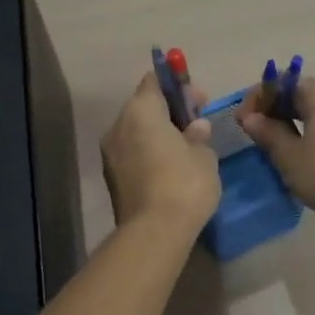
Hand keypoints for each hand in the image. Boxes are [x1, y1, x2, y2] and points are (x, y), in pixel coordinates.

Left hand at [102, 72, 220, 233]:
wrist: (153, 233)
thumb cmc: (184, 183)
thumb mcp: (204, 155)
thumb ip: (198, 135)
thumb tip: (195, 128)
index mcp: (141, 110)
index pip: (154, 81)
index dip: (177, 86)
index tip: (198, 101)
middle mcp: (118, 125)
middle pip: (144, 106)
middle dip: (169, 111)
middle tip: (197, 125)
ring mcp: (110, 153)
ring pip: (136, 131)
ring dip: (158, 134)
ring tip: (185, 150)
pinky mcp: (111, 177)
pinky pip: (132, 153)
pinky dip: (149, 153)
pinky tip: (170, 169)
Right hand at [238, 77, 314, 226]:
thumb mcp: (289, 155)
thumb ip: (268, 132)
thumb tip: (251, 118)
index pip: (281, 83)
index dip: (257, 99)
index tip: (243, 122)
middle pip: (299, 93)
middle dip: (274, 109)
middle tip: (255, 132)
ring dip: (291, 120)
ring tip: (274, 144)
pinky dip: (310, 129)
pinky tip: (300, 152)